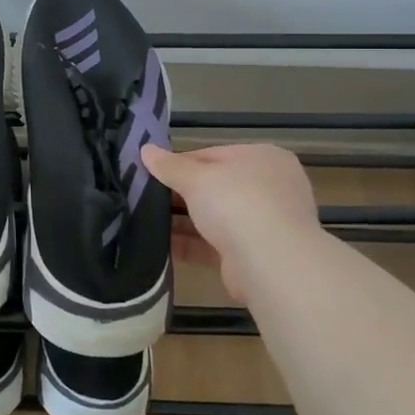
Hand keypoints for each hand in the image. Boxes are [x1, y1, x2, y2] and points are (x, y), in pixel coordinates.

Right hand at [140, 143, 319, 298]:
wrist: (272, 264)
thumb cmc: (237, 203)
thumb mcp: (196, 177)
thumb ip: (169, 166)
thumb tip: (145, 149)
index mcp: (262, 158)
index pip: (212, 154)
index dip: (179, 162)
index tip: (150, 172)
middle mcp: (268, 188)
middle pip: (213, 186)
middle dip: (179, 194)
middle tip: (143, 196)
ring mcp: (262, 223)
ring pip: (212, 217)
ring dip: (181, 221)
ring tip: (143, 220)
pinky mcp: (252, 255)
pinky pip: (213, 244)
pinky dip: (188, 244)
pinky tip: (158, 245)